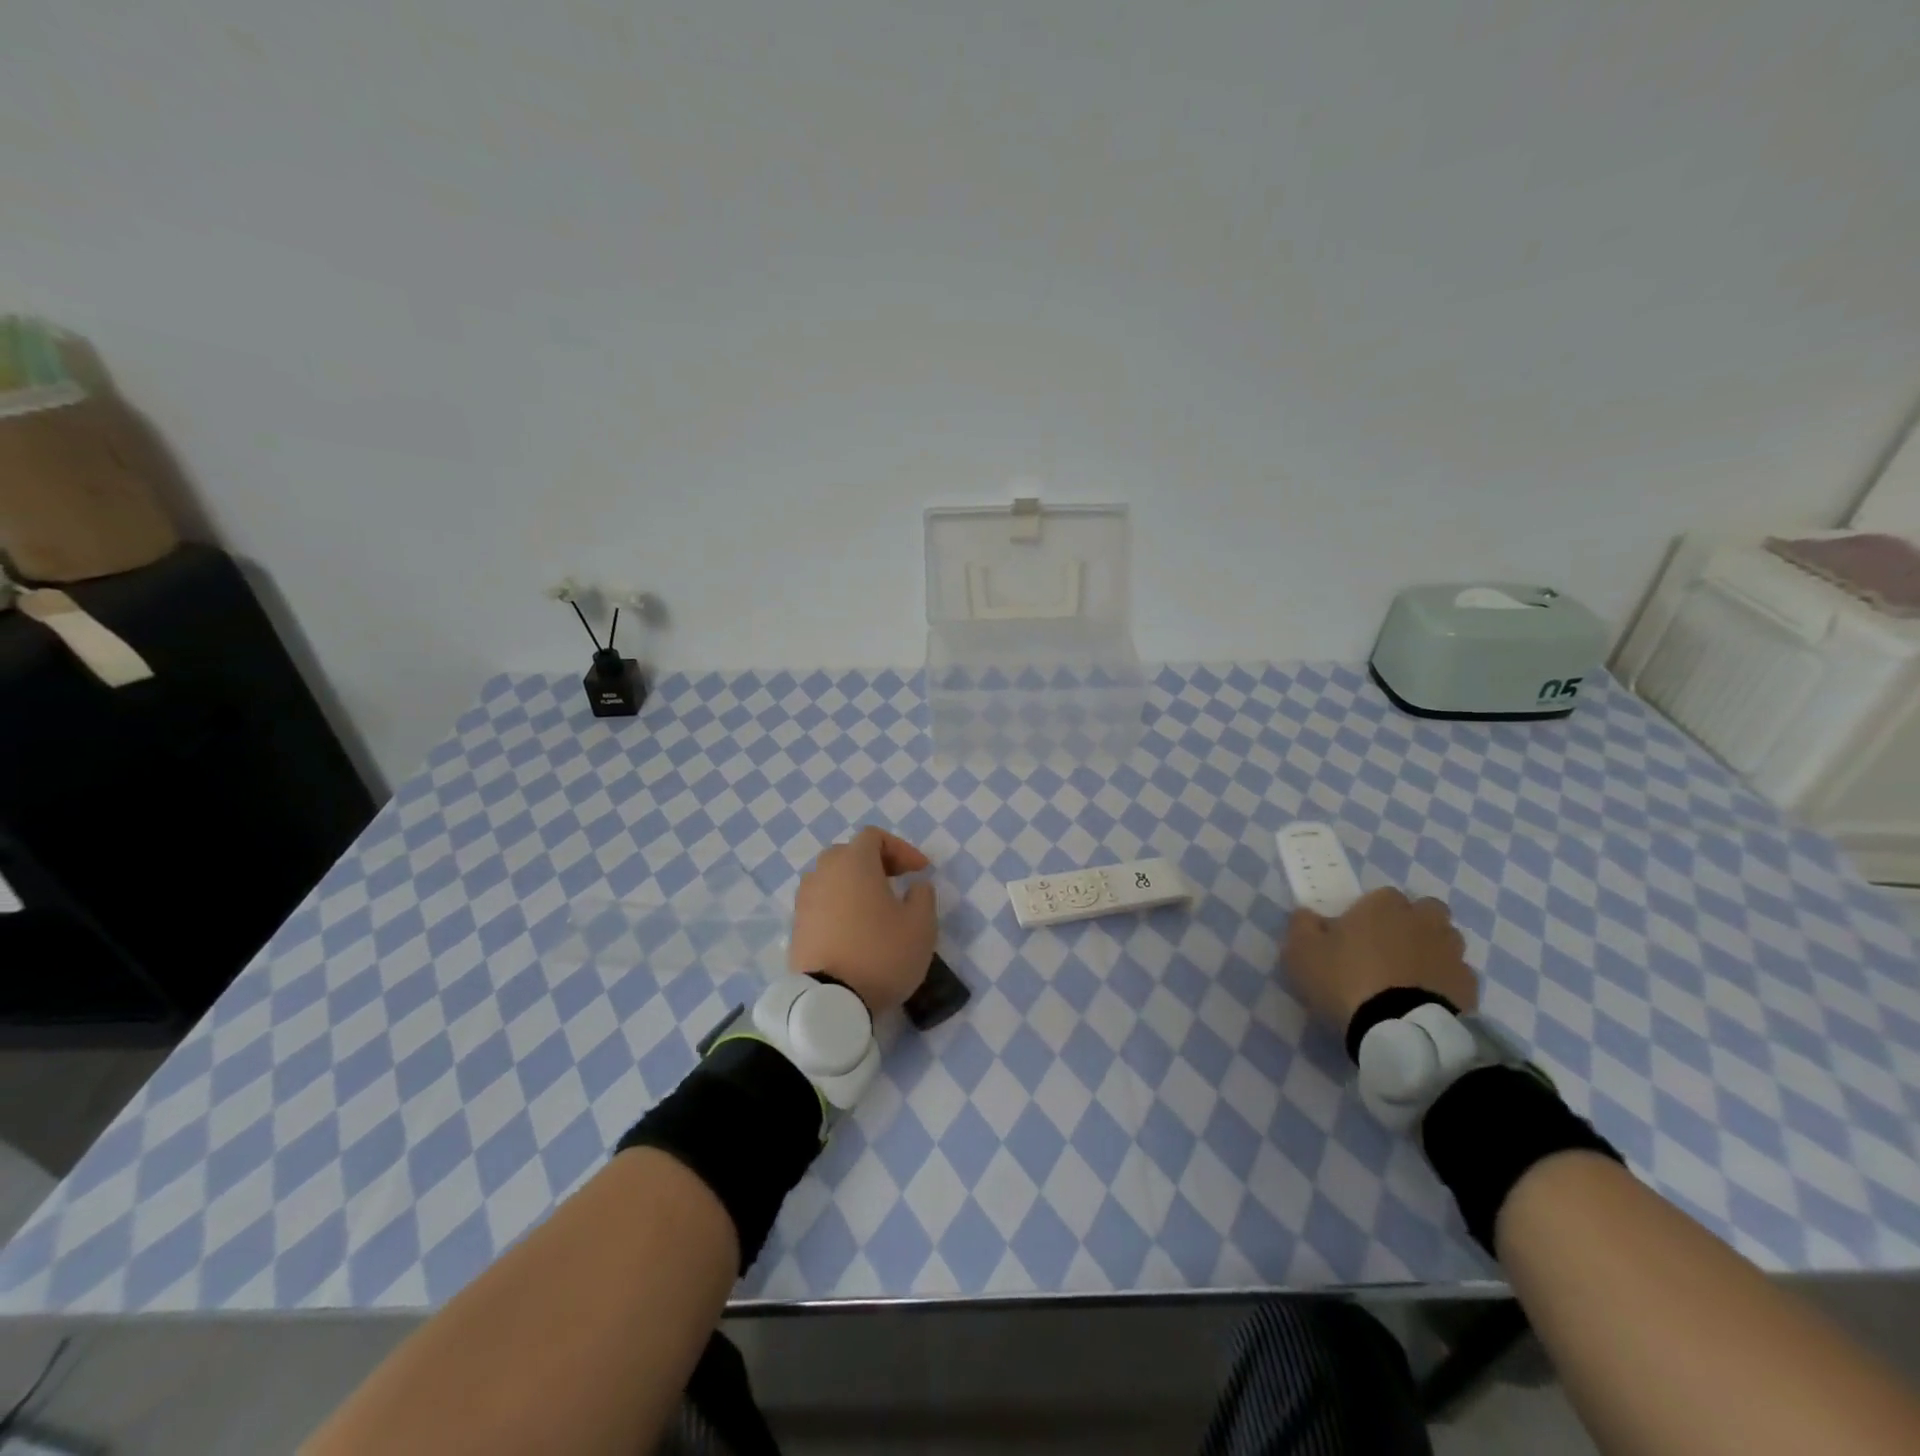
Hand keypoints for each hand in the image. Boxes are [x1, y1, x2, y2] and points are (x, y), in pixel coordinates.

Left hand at [788, 827, 938, 1013]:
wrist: (829, 1002)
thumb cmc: (881, 954)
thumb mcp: (921, 925)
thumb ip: (923, 896)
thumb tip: (915, 886)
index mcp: (854, 863)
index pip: (874, 837)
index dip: (901, 849)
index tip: (920, 871)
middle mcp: (823, 873)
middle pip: (849, 854)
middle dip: (875, 863)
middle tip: (897, 883)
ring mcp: (805, 900)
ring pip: (832, 879)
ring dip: (854, 885)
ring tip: (875, 908)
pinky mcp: (796, 927)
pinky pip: (821, 903)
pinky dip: (839, 907)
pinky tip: (855, 931)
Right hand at [1283, 887, 1478, 1035]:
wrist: (1400, 1030)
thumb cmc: (1345, 980)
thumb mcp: (1302, 952)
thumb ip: (1303, 925)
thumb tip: (1308, 914)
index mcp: (1383, 906)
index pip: (1382, 895)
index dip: (1370, 912)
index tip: (1355, 933)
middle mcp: (1423, 921)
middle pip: (1425, 911)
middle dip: (1412, 923)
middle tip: (1389, 948)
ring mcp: (1451, 953)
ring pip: (1446, 941)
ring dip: (1431, 950)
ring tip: (1409, 976)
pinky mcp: (1469, 986)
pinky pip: (1457, 975)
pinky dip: (1444, 982)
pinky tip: (1425, 999)